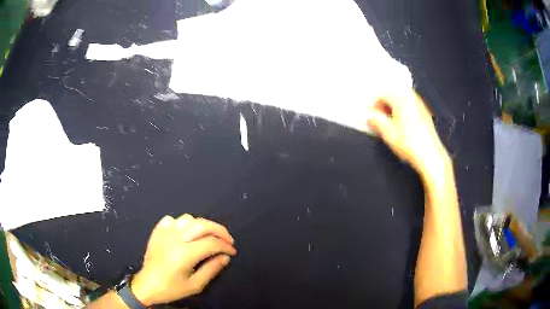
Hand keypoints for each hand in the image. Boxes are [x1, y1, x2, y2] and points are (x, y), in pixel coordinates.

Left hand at [131, 214, 236, 305]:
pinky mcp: (157, 231)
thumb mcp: (195, 285)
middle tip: (227, 240)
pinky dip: (183, 224)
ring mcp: (164, 232)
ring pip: (188, 219)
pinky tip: (186, 234)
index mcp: (184, 253)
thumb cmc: (172, 288)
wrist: (147, 285)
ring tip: (207, 237)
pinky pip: (172, 219)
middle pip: (202, 225)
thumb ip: (211, 269)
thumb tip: (225, 257)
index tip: (232, 252)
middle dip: (220, 230)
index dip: (226, 246)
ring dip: (202, 226)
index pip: (211, 243)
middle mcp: (175, 238)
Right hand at [366, 91, 449, 179]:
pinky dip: (401, 112)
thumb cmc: (408, 142)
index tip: (368, 116)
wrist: (430, 155)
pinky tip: (399, 126)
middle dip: (382, 106)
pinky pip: (408, 107)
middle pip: (392, 95)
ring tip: (387, 123)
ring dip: (392, 109)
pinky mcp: (424, 113)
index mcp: (401, 97)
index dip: (372, 105)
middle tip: (377, 119)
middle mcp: (411, 96)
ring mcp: (419, 104)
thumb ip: (375, 120)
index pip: (381, 94)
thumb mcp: (387, 132)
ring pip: (400, 101)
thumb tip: (369, 116)